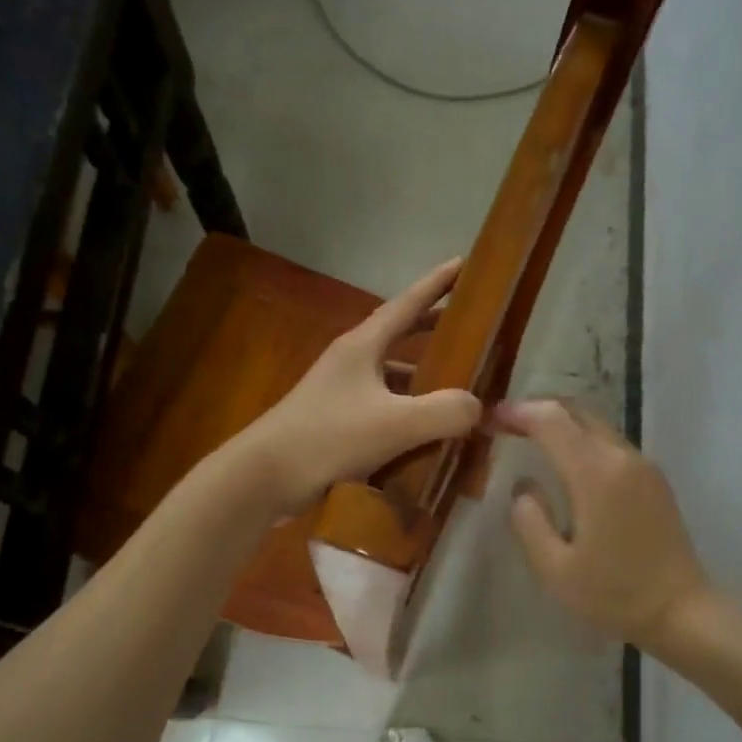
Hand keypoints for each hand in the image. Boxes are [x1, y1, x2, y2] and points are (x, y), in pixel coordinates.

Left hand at [233, 259, 482, 514]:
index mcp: (362, 346)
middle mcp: (351, 362)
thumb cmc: (328, 439)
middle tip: (472, 329)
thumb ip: (444, 412)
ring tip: (457, 387)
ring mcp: (340, 393)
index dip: (437, 284)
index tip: (465, 263)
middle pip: (400, 336)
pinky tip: (425, 433)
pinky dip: (407, 412)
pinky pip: (383, 408)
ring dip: (422, 377)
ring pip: (392, 376)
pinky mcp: (336, 423)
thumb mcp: (395, 424)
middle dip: (435, 329)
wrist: (263, 478)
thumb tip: (477, 406)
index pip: (407, 304)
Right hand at [495, 398, 709, 650]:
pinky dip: (582, 438)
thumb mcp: (555, 569)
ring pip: (596, 424)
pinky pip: (611, 442)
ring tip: (531, 438)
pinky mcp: (654, 479)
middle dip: (538, 409)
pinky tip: (567, 460)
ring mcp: (643, 465)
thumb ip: (529, 521)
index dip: (518, 413)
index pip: (551, 421)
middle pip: (576, 412)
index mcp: (595, 474)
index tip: (491, 418)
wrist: (682, 611)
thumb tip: (523, 486)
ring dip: (562, 423)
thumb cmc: (614, 594)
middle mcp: (621, 457)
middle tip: (507, 423)